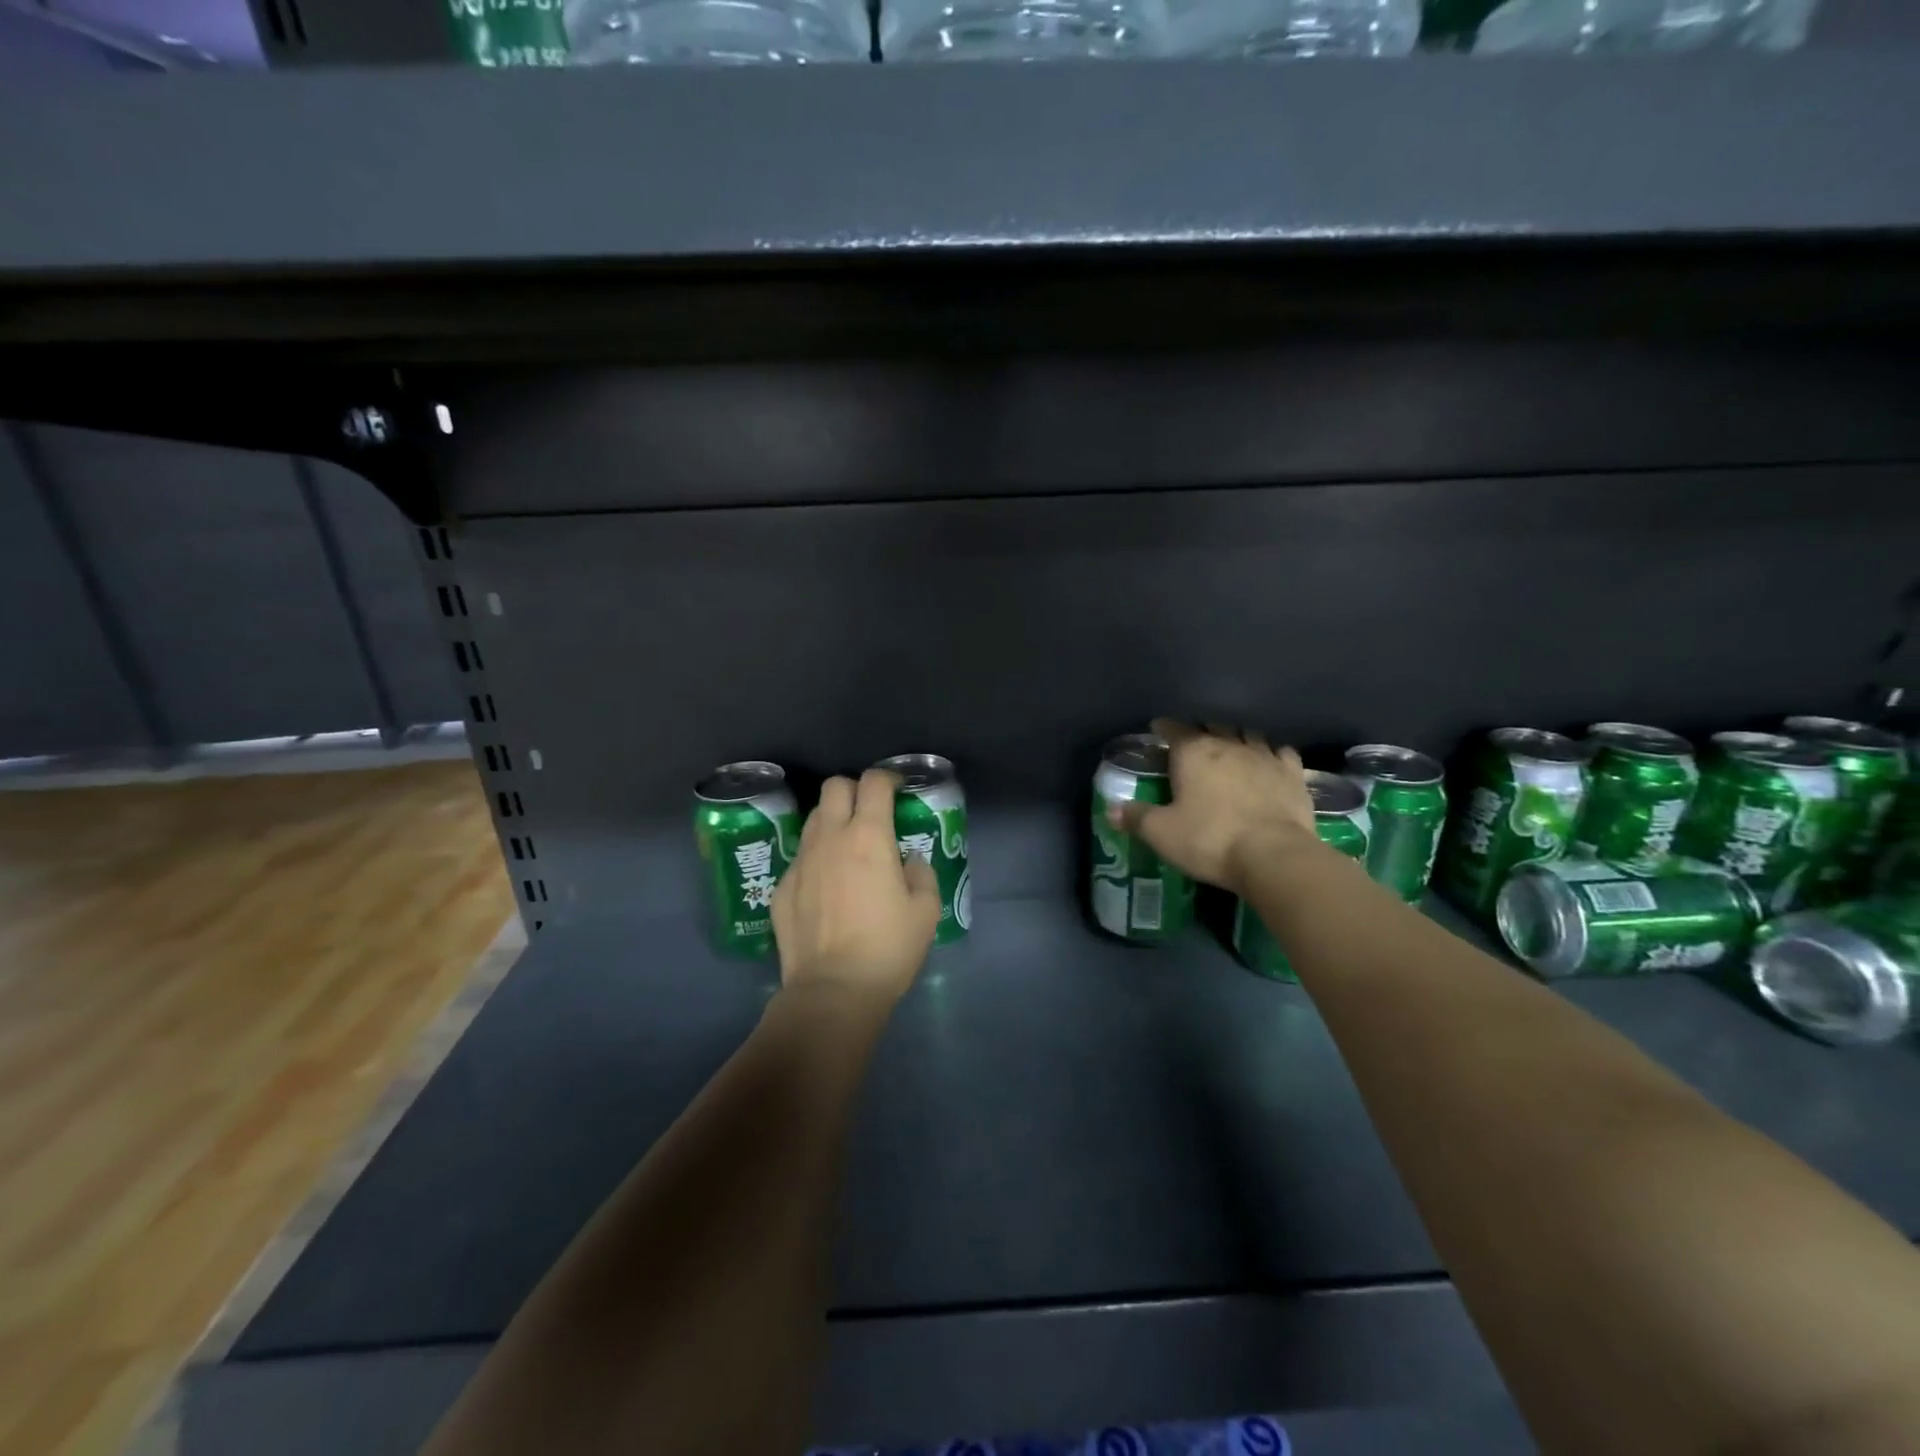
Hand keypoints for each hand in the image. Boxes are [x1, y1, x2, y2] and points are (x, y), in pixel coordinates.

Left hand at [772, 769, 941, 1005]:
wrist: (832, 990)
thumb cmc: (887, 948)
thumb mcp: (925, 911)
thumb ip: (920, 874)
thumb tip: (908, 861)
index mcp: (869, 836)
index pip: (874, 782)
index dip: (888, 778)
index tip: (898, 790)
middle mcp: (830, 838)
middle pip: (834, 787)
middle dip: (854, 790)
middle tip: (870, 813)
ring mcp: (800, 861)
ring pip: (813, 819)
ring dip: (832, 821)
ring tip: (847, 848)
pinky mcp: (781, 887)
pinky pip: (800, 857)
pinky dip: (816, 859)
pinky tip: (826, 888)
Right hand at [1108, 718, 1317, 895]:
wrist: (1274, 855)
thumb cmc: (1209, 839)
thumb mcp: (1161, 833)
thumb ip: (1136, 818)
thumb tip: (1111, 809)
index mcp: (1193, 752)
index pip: (1174, 729)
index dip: (1164, 727)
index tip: (1158, 729)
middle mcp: (1229, 744)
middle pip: (1213, 726)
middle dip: (1202, 731)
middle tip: (1193, 743)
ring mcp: (1265, 756)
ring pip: (1248, 734)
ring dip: (1237, 738)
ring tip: (1230, 747)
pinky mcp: (1293, 774)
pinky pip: (1281, 753)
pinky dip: (1272, 754)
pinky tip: (1270, 762)